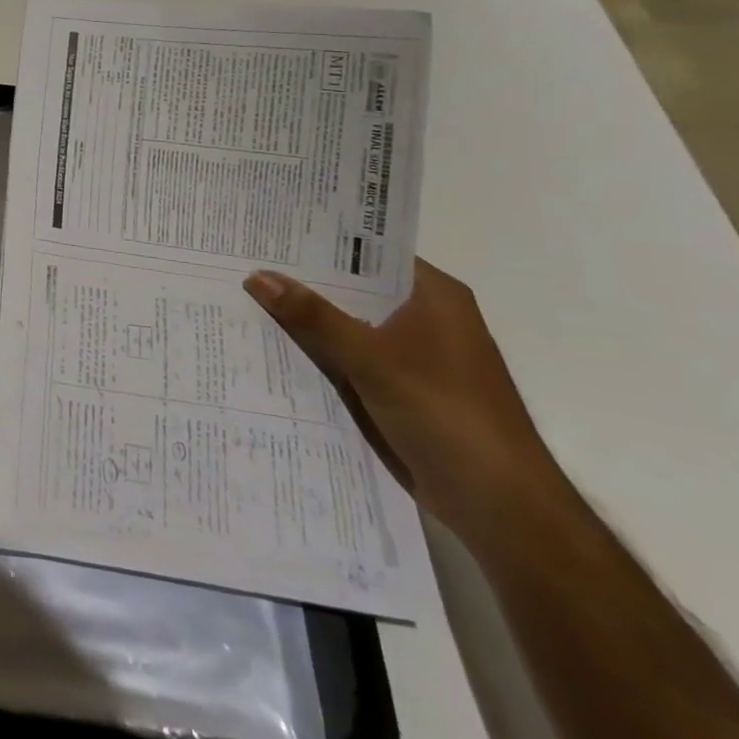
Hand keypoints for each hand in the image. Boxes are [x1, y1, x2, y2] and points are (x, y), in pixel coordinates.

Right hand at [243, 260, 560, 543]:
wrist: (499, 507)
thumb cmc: (446, 414)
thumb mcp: (370, 358)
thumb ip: (312, 316)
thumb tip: (257, 275)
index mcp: (433, 296)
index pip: (368, 252)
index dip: (318, 241)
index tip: (268, 231)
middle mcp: (424, 318)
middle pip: (353, 289)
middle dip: (302, 281)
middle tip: (240, 259)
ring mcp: (411, 356)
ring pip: (346, 325)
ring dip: (305, 320)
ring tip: (241, 295)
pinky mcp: (398, 389)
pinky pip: (347, 358)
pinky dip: (316, 353)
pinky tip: (270, 346)